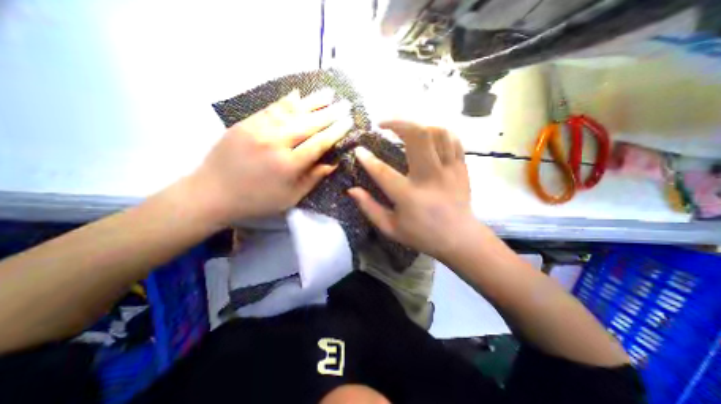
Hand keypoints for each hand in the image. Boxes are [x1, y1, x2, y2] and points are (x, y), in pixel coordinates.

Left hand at [190, 89, 350, 224]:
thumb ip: (313, 178)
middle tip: (346, 105)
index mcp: (288, 165)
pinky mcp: (245, 123)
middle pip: (308, 123)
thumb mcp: (291, 197)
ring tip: (329, 93)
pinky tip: (298, 93)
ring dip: (312, 101)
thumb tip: (333, 162)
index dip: (336, 132)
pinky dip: (287, 100)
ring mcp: (258, 129)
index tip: (349, 123)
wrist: (211, 194)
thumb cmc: (257, 201)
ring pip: (291, 111)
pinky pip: (271, 108)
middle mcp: (275, 142)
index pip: (319, 143)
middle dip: (330, 113)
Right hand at [349, 119, 476, 261]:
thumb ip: (369, 208)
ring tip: (405, 129)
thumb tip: (352, 190)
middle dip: (397, 122)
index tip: (359, 150)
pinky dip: (438, 132)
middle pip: (417, 136)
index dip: (368, 159)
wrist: (459, 238)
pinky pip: (452, 140)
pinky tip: (427, 136)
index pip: (383, 172)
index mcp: (409, 196)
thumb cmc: (422, 235)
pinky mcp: (461, 167)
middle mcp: (430, 178)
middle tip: (383, 124)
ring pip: (437, 132)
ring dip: (418, 125)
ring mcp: (449, 170)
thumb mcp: (390, 228)